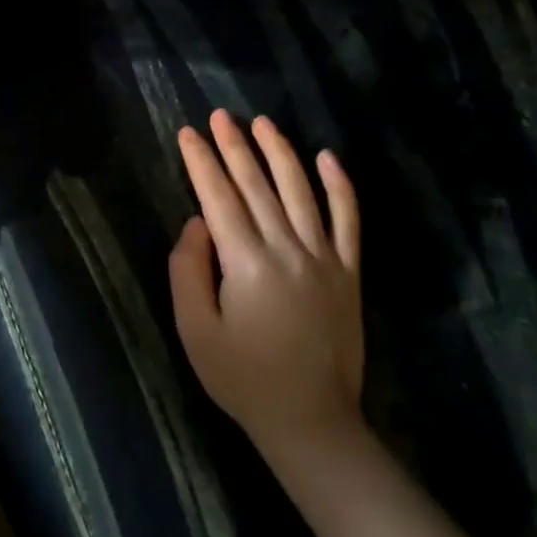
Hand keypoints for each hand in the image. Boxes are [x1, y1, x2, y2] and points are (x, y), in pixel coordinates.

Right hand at [169, 111, 365, 463]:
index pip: (218, 197)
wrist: (311, 421)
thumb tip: (196, 223)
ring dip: (280, 153)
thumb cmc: (243, 378)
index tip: (188, 133)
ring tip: (263, 123)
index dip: (201, 162)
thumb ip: (188, 271)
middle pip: (257, 185)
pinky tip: (328, 157)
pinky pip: (348, 220)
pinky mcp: (348, 273)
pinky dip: (341, 186)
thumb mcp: (196, 331)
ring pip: (301, 191)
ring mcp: (323, 258)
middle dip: (235, 146)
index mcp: (246, 262)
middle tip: (219, 116)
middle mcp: (287, 249)